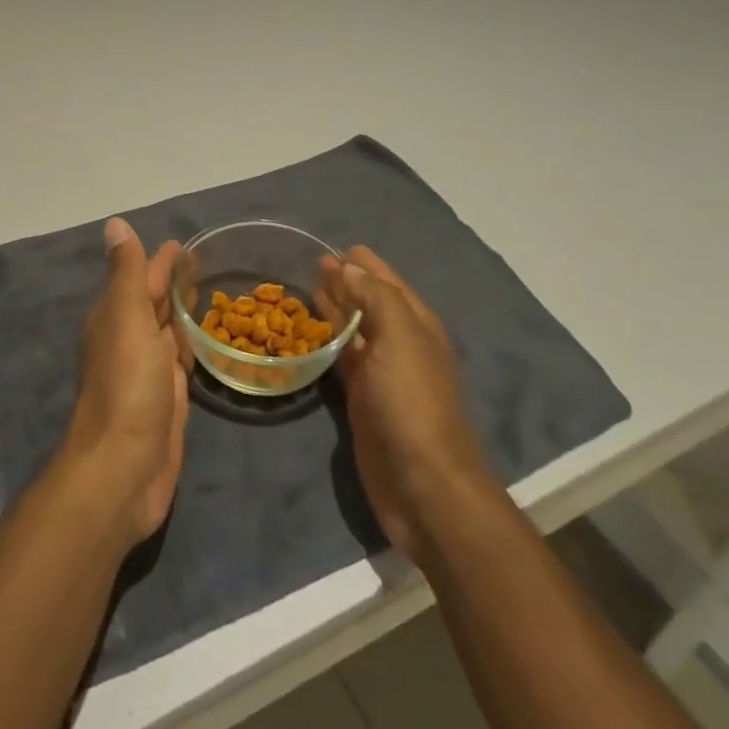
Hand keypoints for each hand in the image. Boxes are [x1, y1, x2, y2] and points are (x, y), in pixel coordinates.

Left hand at [58, 218, 190, 545]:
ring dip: (183, 312)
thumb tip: (116, 223)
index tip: (185, 243)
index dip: (161, 260)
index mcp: (115, 317)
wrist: (123, 468)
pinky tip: (205, 340)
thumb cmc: (127, 386)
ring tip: (209, 293)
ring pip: (168, 331)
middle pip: (154, 303)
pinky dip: (191, 346)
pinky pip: (181, 362)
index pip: (141, 277)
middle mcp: (130, 340)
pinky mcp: (169, 399)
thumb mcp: (126, 317)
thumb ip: (127, 273)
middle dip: (173, 282)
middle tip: (204, 262)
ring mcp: (149, 372)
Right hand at [319, 248, 489, 562]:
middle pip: (370, 303)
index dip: (365, 264)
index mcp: (416, 325)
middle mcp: (400, 344)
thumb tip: (348, 265)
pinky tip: (308, 333)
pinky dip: (326, 342)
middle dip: (346, 282)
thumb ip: (376, 297)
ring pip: (354, 330)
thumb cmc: (412, 402)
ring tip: (307, 288)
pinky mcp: (361, 400)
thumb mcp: (400, 338)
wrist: (421, 483)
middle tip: (313, 263)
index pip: (388, 282)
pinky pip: (341, 359)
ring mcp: (381, 374)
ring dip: (335, 308)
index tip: (335, 246)